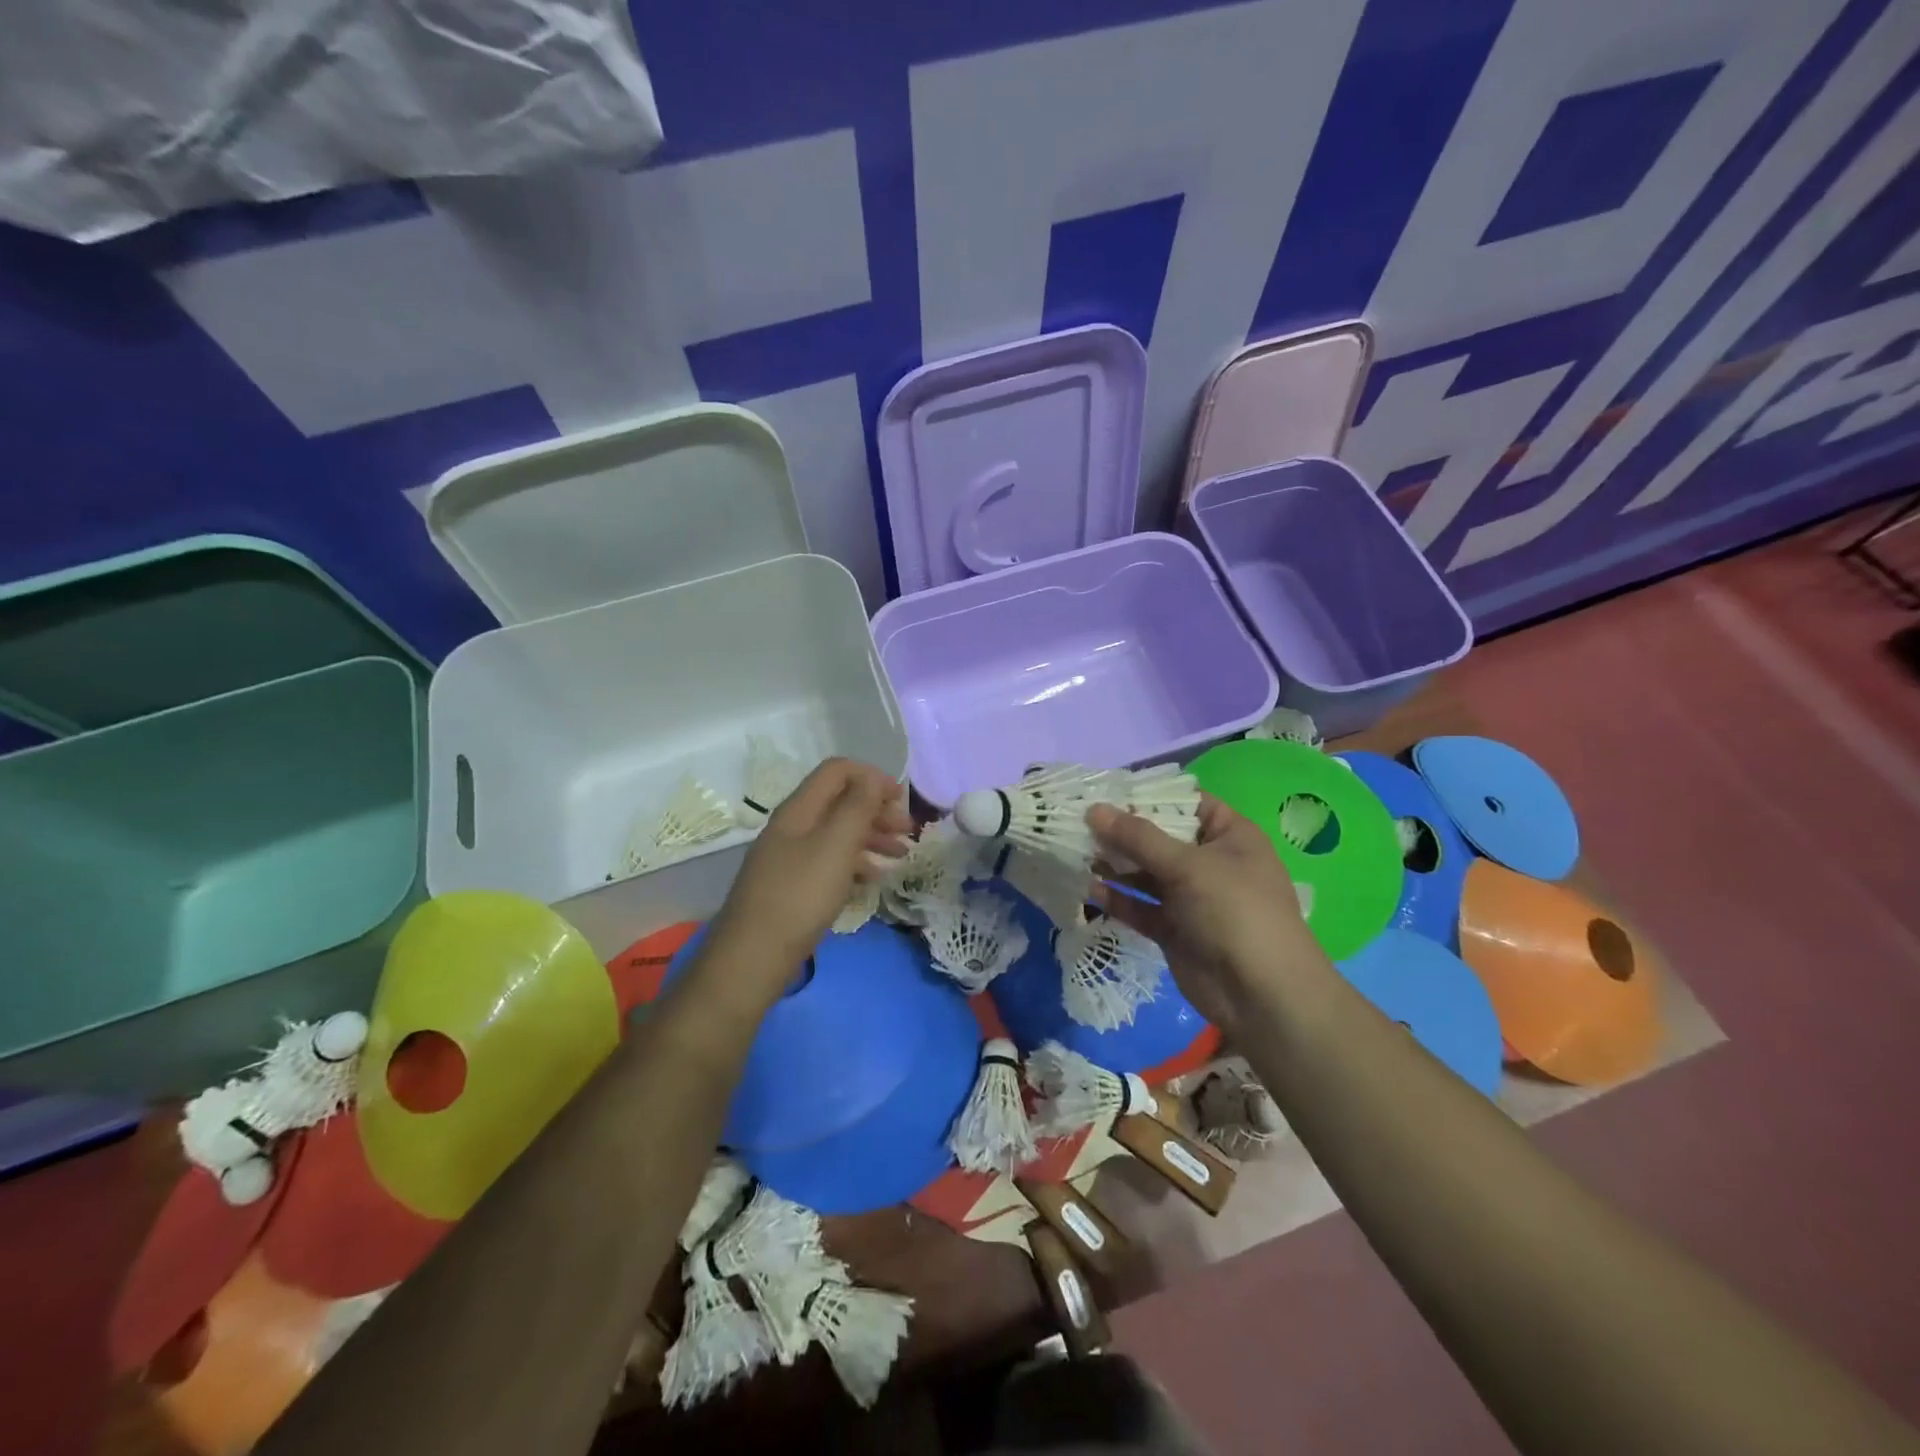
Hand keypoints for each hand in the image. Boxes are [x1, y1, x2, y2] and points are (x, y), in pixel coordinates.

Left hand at [705, 759, 910, 1000]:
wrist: (752, 958)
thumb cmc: (800, 896)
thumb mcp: (836, 846)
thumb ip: (857, 806)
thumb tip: (873, 778)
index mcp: (799, 809)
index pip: (838, 771)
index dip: (872, 777)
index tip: (902, 800)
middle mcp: (793, 826)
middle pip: (840, 801)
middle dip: (878, 810)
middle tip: (909, 831)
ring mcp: (790, 857)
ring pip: (838, 833)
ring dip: (872, 837)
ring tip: (901, 856)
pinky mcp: (793, 886)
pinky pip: (830, 861)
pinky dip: (856, 863)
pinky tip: (875, 879)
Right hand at [1086, 796, 1331, 1030]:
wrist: (1261, 995)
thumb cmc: (1234, 911)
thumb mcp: (1187, 865)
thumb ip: (1138, 837)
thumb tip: (1093, 809)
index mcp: (1229, 836)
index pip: (1186, 803)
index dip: (1148, 795)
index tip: (1105, 790)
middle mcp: (1210, 863)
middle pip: (1160, 838)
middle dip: (1122, 831)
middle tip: (1079, 821)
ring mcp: (1192, 898)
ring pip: (1146, 874)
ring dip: (1115, 865)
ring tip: (1076, 852)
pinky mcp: (1175, 930)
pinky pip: (1142, 908)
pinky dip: (1119, 899)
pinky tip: (1090, 890)